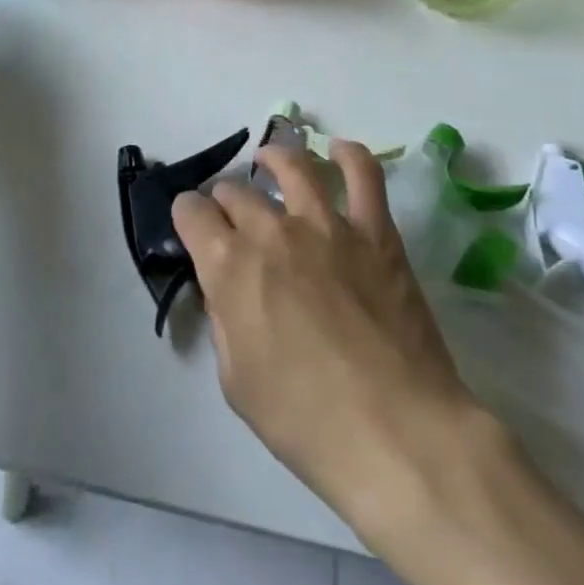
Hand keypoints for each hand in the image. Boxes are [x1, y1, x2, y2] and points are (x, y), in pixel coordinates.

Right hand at [171, 140, 478, 518]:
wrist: (396, 433)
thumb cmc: (305, 420)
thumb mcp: (236, 380)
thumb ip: (224, 320)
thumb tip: (226, 287)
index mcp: (229, 266)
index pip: (191, 213)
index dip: (187, 217)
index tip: (193, 228)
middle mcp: (271, 230)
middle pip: (236, 192)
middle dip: (225, 202)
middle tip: (233, 220)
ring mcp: (327, 224)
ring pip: (292, 167)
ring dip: (273, 159)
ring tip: (270, 161)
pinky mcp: (375, 231)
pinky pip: (363, 174)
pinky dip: (349, 155)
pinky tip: (339, 151)